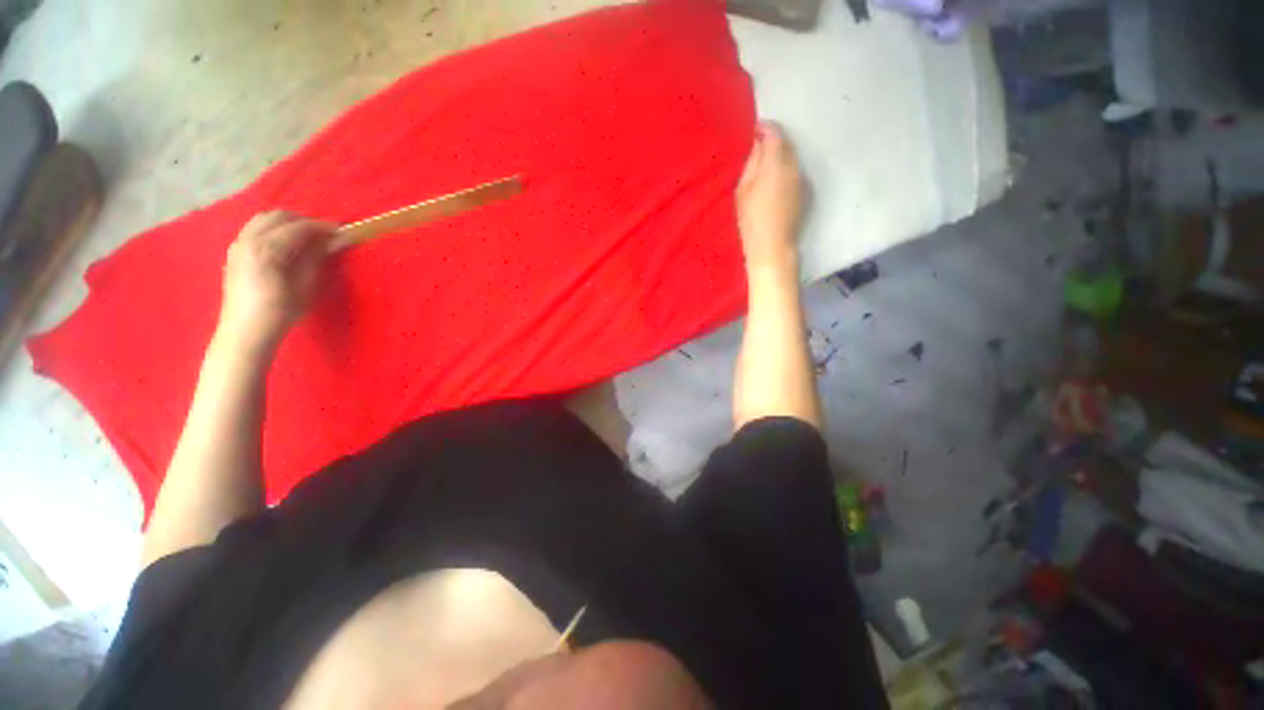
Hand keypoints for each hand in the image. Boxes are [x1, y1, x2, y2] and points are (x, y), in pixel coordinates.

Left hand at [218, 212, 334, 353]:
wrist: (247, 330)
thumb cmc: (281, 311)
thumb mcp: (306, 286)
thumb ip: (317, 258)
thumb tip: (333, 241)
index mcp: (268, 249)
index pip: (299, 227)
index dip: (323, 227)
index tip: (342, 231)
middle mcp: (249, 240)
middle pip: (279, 216)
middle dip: (304, 221)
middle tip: (325, 234)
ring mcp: (238, 244)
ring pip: (264, 219)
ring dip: (287, 223)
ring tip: (306, 237)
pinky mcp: (234, 251)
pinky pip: (254, 229)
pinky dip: (272, 229)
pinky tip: (284, 244)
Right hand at [736, 122, 804, 270]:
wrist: (772, 246)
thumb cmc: (751, 219)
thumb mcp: (742, 190)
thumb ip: (751, 163)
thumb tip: (757, 145)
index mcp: (775, 163)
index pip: (774, 133)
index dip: (763, 128)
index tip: (753, 131)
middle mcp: (793, 165)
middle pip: (785, 143)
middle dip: (772, 141)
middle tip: (756, 148)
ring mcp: (802, 179)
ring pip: (791, 157)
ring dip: (779, 156)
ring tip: (764, 166)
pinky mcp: (805, 192)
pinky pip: (794, 172)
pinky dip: (785, 169)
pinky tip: (773, 183)